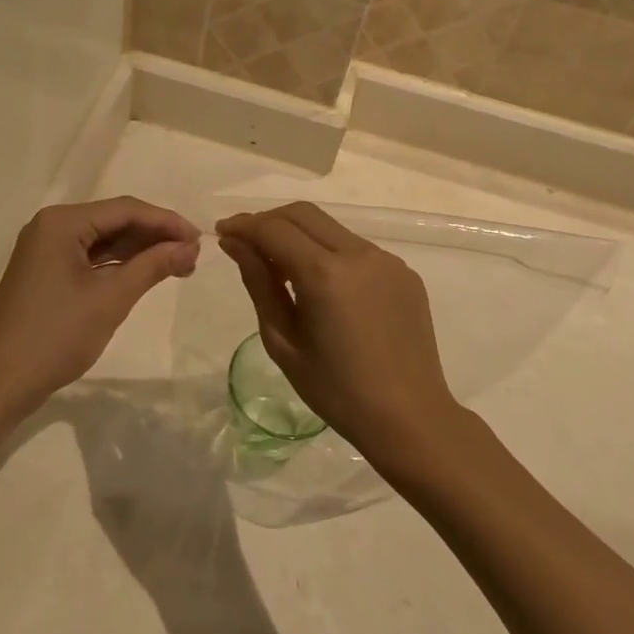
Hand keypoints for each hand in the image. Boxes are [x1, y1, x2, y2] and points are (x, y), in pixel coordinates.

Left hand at [0, 198, 199, 411]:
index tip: (200, 240)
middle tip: (192, 257)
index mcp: (62, 222)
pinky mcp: (46, 272)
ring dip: (139, 251)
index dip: (166, 222)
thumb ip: (152, 266)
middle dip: (154, 236)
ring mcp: (46, 249)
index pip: (125, 209)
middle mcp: (52, 226)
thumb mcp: (111, 299)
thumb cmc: (56, 335)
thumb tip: (189, 247)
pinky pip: (90, 258)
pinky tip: (145, 274)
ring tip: (178, 266)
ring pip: (103, 240)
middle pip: (114, 221)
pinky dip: (118, 265)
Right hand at [216, 203, 458, 463]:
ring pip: (330, 228)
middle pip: (302, 214)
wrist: (410, 418)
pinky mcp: (404, 271)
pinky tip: (324, 287)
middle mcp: (358, 254)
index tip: (223, 233)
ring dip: (299, 235)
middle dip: (269, 221)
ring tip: (282, 269)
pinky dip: (329, 253)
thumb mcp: (283, 340)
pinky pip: (356, 248)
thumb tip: (235, 242)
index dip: (243, 225)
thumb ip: (258, 282)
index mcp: (324, 274)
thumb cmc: (336, 390)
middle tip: (247, 244)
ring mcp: (386, 260)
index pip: (274, 229)